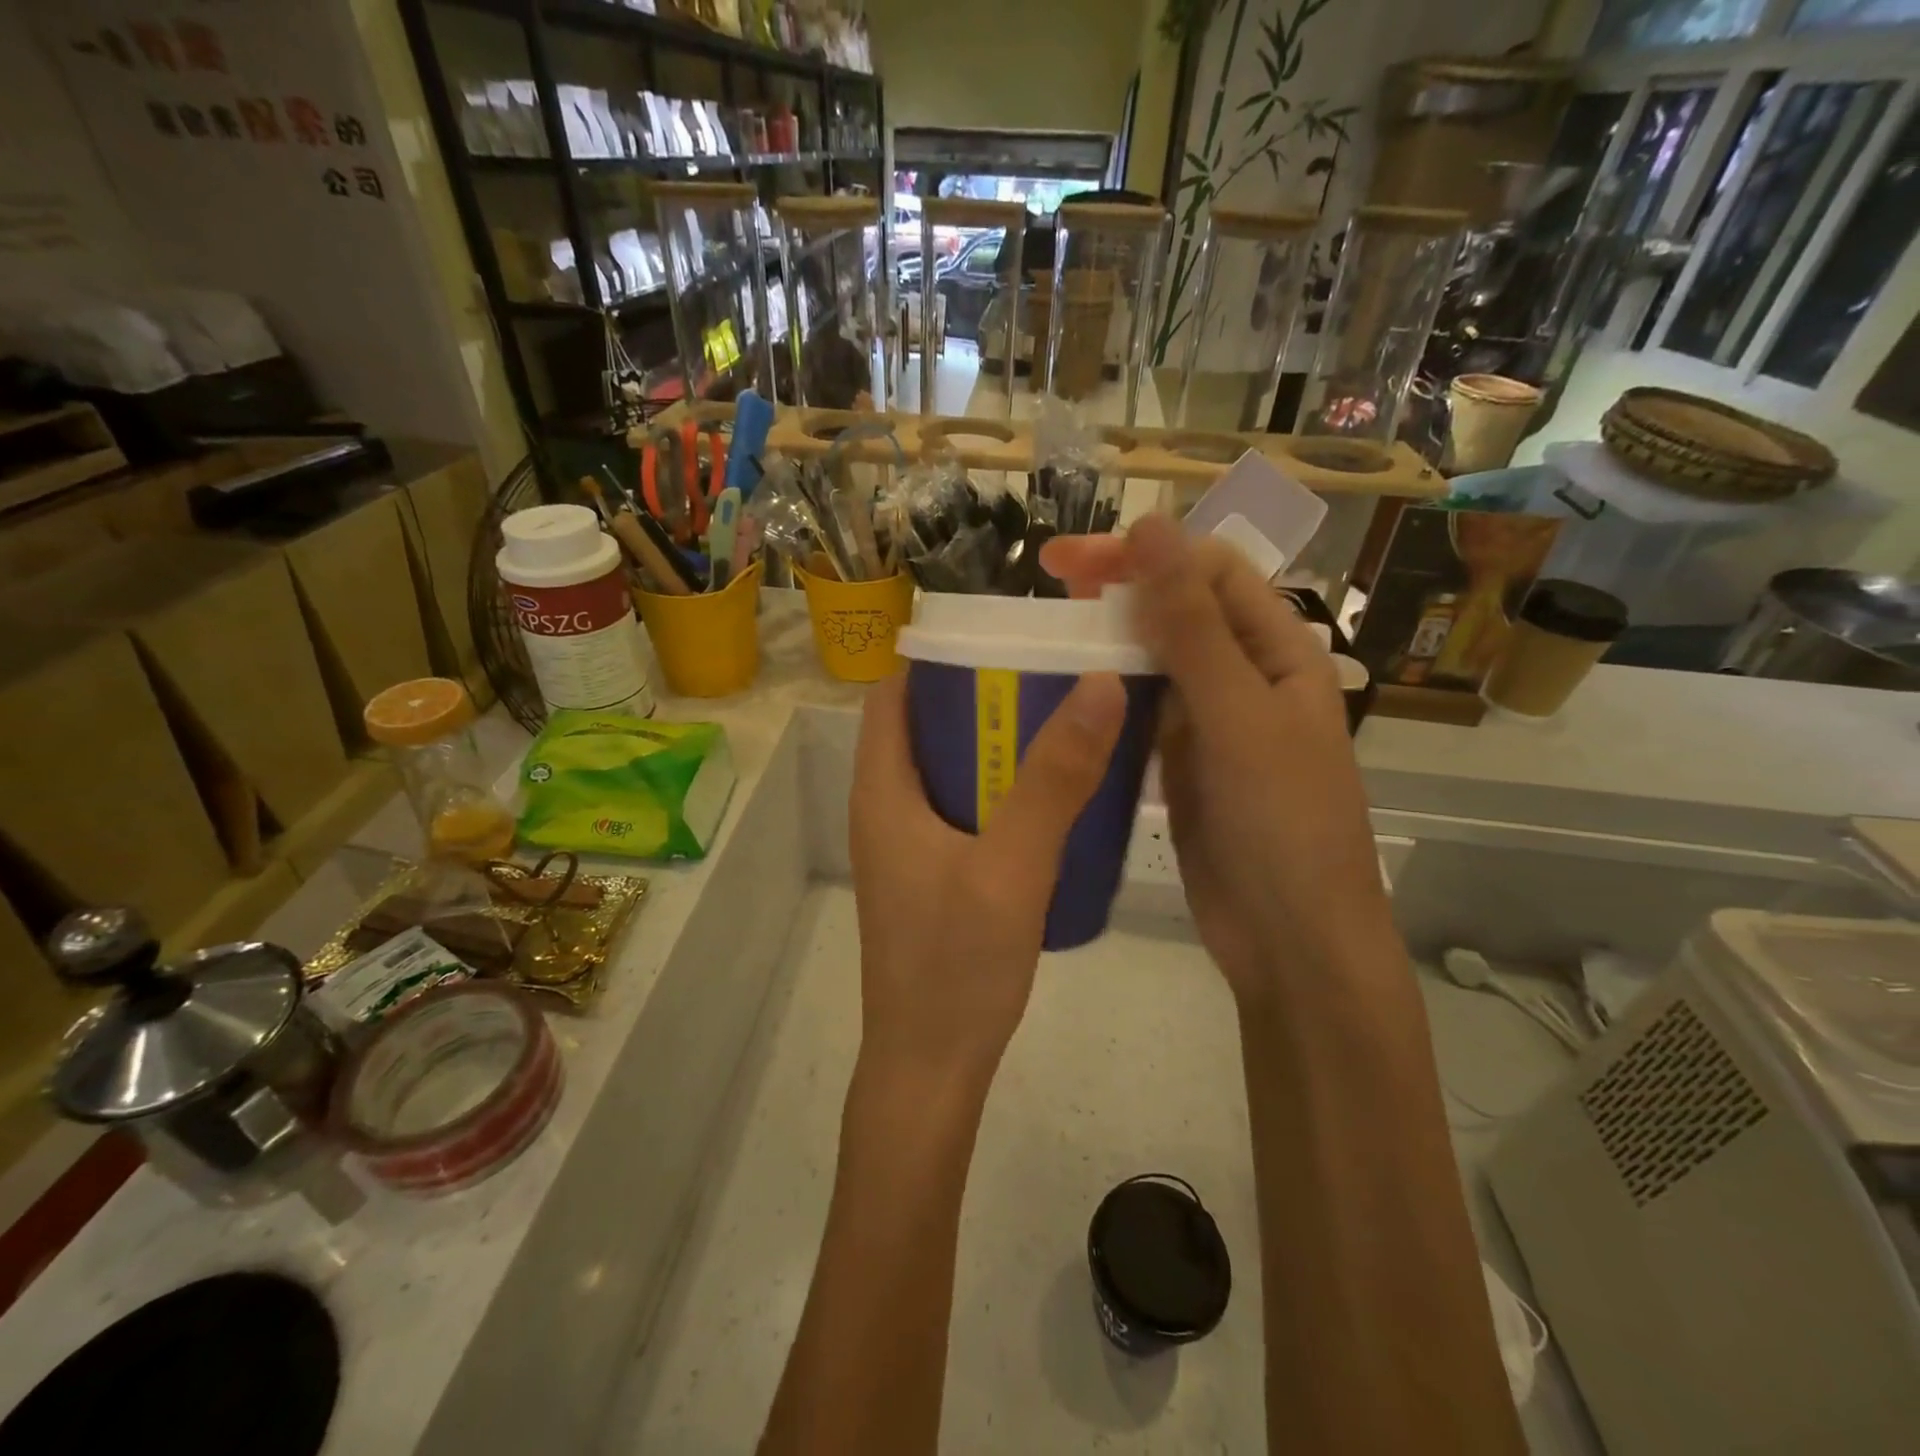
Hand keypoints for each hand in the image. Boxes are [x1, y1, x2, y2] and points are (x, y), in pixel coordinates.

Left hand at [849, 671, 1126, 1086]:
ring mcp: (909, 844)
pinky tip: (1056, 794)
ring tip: (1064, 721)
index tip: (1007, 636)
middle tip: (1053, 676)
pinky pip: (965, 807)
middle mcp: (886, 808)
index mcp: (882, 791)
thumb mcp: (1012, 866)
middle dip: (983, 696)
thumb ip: (1054, 779)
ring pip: (950, 768)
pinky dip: (1002, 788)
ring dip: (998, 744)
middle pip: (927, 726)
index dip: (941, 656)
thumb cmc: (956, 966)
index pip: (894, 694)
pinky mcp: (934, 874)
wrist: (932, 1068)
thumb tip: (1099, 684)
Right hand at [1041, 515, 1391, 1002]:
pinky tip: (1067, 690)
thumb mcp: (1237, 716)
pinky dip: (1108, 693)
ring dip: (1108, 638)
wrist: (1289, 939)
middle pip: (1178, 608)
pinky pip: (1141, 710)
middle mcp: (1245, 674)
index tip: (1068, 561)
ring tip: (1047, 631)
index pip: (1207, 570)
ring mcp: (1211, 720)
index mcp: (1278, 650)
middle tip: (1047, 582)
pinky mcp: (1181, 760)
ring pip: (1155, 658)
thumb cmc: (1280, 823)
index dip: (1142, 553)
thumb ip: (1192, 626)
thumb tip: (1152, 526)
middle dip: (1118, 587)